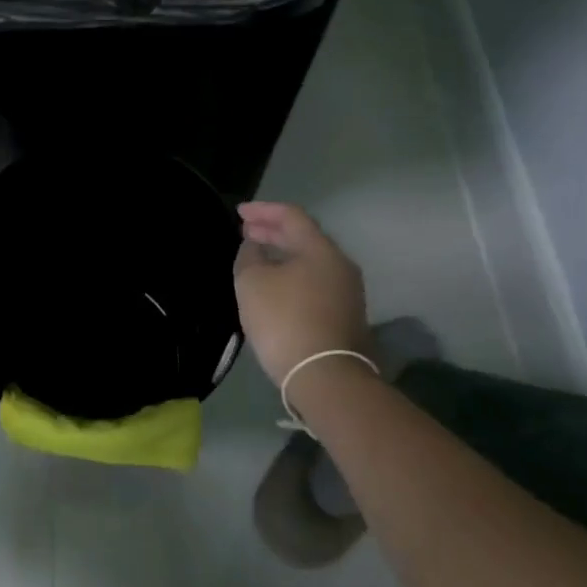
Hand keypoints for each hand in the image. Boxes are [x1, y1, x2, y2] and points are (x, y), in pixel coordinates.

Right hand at [233, 201, 371, 387]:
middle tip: (246, 232)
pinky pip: (314, 282)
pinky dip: (292, 274)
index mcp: (320, 249)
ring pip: (310, 261)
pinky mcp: (345, 315)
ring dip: (283, 254)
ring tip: (257, 257)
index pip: (291, 215)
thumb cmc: (285, 320)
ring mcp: (347, 292)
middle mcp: (340, 264)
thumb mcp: (252, 282)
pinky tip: (276, 285)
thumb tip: (254, 247)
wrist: (325, 376)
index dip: (262, 210)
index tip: (239, 213)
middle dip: (272, 231)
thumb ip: (249, 256)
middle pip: (304, 237)